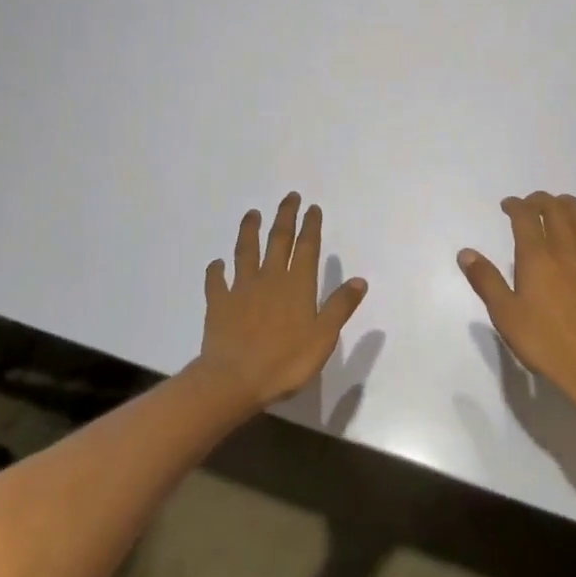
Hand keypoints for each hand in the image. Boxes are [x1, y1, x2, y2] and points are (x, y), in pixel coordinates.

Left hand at [193, 192, 368, 410]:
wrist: (234, 379)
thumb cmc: (285, 362)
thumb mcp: (323, 338)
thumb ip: (340, 307)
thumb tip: (359, 280)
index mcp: (297, 286)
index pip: (307, 248)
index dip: (310, 226)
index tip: (312, 207)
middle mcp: (270, 278)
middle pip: (278, 240)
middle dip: (285, 217)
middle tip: (289, 197)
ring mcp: (241, 289)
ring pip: (246, 251)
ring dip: (250, 231)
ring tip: (252, 214)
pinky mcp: (219, 303)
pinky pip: (216, 281)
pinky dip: (216, 270)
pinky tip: (217, 263)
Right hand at [458, 192, 575, 411]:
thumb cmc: (547, 343)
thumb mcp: (505, 315)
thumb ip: (486, 280)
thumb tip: (465, 253)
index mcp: (538, 256)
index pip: (526, 216)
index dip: (516, 205)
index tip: (507, 205)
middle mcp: (568, 249)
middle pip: (557, 210)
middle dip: (541, 200)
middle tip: (530, 203)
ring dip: (569, 206)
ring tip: (559, 208)